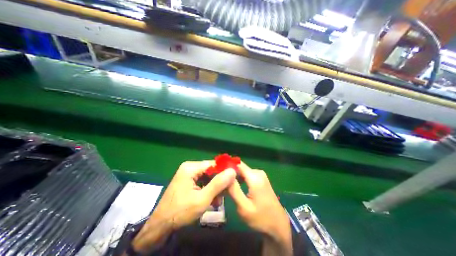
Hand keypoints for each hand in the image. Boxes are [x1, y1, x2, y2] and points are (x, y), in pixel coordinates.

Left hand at [131, 161, 234, 252]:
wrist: (160, 226)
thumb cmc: (180, 212)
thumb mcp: (202, 199)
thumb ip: (218, 184)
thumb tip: (232, 170)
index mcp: (191, 167)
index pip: (213, 164)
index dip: (224, 170)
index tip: (234, 179)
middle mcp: (190, 167)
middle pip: (211, 170)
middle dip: (219, 182)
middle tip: (225, 193)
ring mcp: (188, 174)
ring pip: (208, 177)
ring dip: (214, 187)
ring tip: (218, 200)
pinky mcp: (188, 180)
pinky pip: (203, 181)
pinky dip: (208, 189)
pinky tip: (211, 199)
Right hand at [227, 163, 291, 254]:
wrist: (278, 225)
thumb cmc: (261, 219)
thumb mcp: (244, 207)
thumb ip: (234, 190)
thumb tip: (225, 175)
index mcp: (255, 177)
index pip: (237, 164)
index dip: (227, 166)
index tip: (217, 172)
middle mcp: (258, 172)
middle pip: (240, 167)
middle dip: (230, 173)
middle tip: (220, 182)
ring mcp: (260, 175)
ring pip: (243, 171)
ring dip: (234, 176)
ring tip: (225, 185)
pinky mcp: (261, 178)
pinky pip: (247, 175)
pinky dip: (240, 179)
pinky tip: (234, 186)